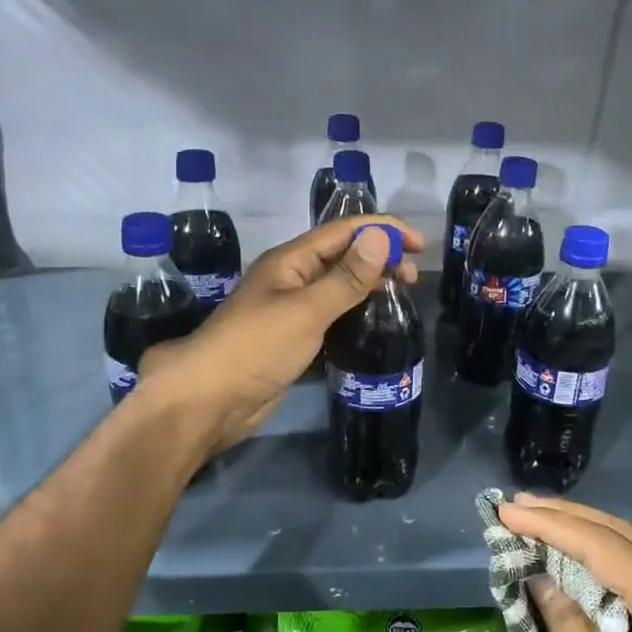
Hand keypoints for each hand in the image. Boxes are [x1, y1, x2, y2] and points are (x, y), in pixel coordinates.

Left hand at [139, 215, 424, 455]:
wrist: (210, 401)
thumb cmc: (256, 348)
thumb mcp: (306, 310)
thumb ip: (346, 278)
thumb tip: (380, 237)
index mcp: (291, 260)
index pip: (344, 231)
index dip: (383, 230)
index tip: (420, 246)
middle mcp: (292, 278)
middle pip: (343, 256)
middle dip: (380, 257)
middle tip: (413, 279)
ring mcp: (291, 309)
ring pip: (338, 286)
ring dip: (370, 284)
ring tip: (401, 296)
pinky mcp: (293, 339)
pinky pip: (332, 315)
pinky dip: (355, 312)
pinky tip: (374, 324)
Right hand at [499, 494, 631, 631]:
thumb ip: (566, 621)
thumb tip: (541, 579)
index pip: (603, 547)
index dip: (550, 526)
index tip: (505, 511)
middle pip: (624, 537)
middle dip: (568, 518)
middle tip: (517, 504)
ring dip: (588, 536)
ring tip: (540, 519)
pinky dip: (609, 564)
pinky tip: (580, 558)